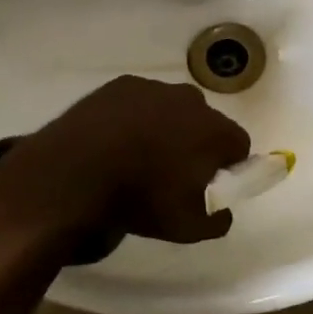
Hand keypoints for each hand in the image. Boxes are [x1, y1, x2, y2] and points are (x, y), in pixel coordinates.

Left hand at [0, 75, 250, 244]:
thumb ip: (217, 220)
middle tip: (173, 172)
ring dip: (165, 128)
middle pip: (206, 122)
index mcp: (215, 131)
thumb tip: (223, 211)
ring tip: (138, 157)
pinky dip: (134, 118)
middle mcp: (192, 101)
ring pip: (172, 109)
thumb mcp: (187, 228)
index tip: (209, 184)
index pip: (239, 145)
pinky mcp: (121, 85)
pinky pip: (139, 102)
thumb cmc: (140, 199)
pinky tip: (114, 141)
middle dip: (196, 143)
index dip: (228, 166)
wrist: (73, 174)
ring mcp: (155, 89)